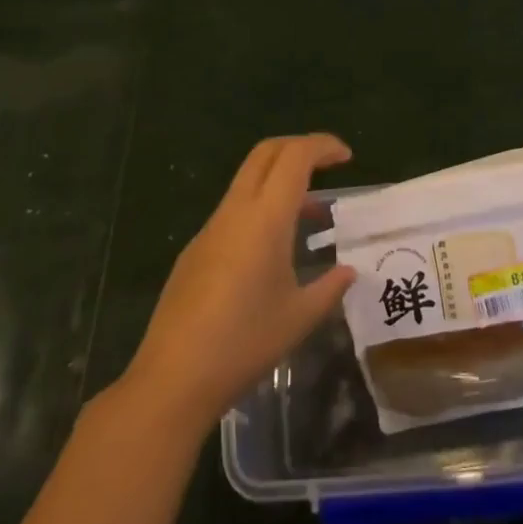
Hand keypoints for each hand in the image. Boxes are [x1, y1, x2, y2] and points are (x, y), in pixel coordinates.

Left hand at [123, 134, 355, 430]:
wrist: (173, 378)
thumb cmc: (245, 342)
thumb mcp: (300, 317)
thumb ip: (330, 287)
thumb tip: (348, 271)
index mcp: (265, 218)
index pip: (295, 156)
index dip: (323, 146)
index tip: (347, 157)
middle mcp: (235, 211)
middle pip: (266, 153)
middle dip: (299, 148)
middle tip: (329, 166)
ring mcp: (210, 229)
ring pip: (248, 180)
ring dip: (280, 181)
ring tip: (311, 215)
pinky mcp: (195, 250)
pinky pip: (234, 210)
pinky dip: (261, 209)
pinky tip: (274, 250)